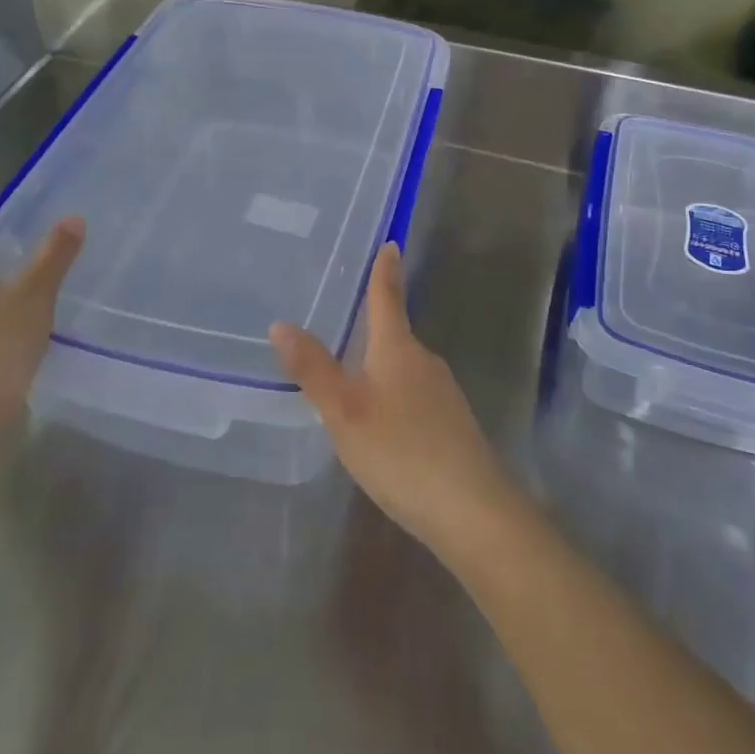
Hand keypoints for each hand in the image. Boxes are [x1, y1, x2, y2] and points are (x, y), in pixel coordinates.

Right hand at [270, 244, 522, 561]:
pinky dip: (393, 393)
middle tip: (345, 314)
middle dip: (374, 322)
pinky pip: (414, 394)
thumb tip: (281, 323)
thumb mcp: (345, 412)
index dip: (385, 270)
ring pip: (404, 366)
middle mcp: (424, 361)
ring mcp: (443, 393)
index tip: (391, 243)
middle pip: (396, 332)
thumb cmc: (401, 451)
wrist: (473, 510)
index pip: (388, 297)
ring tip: (352, 370)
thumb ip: (314, 369)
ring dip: (381, 362)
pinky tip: (381, 420)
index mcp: (398, 348)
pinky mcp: (451, 424)